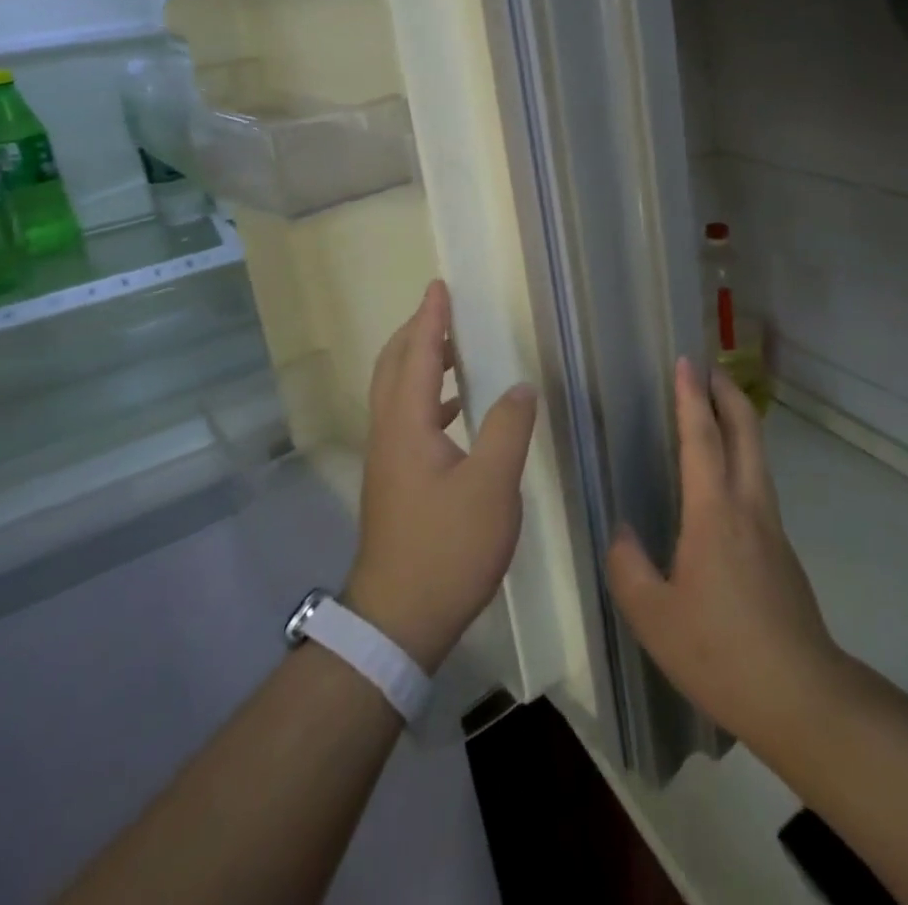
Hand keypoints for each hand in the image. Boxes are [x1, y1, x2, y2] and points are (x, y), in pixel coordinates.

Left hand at [346, 281, 537, 672]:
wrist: (397, 621)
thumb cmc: (446, 548)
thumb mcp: (491, 486)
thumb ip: (507, 428)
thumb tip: (519, 386)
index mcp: (406, 425)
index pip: (416, 355)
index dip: (429, 319)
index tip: (438, 286)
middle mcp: (389, 434)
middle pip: (393, 368)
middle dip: (415, 334)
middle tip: (442, 312)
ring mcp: (388, 460)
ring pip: (396, 394)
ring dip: (419, 364)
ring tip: (453, 352)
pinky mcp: (395, 482)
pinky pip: (406, 418)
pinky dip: (427, 397)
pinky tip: (456, 412)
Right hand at [607, 359, 843, 745]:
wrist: (801, 695)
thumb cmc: (720, 652)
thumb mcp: (654, 617)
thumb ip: (629, 567)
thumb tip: (622, 533)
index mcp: (714, 513)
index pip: (702, 438)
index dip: (692, 397)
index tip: (686, 362)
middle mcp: (748, 506)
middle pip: (746, 432)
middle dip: (729, 394)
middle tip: (710, 369)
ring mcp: (772, 527)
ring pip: (758, 457)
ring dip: (739, 423)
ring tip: (716, 412)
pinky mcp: (782, 550)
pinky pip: (759, 486)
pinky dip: (743, 459)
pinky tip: (724, 484)